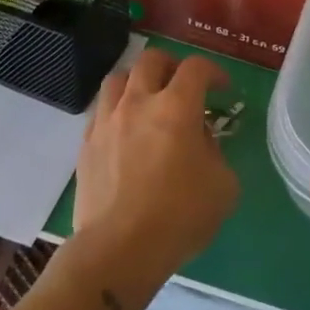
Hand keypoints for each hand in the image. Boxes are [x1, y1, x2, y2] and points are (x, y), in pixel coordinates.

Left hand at [72, 48, 239, 293]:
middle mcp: (139, 103)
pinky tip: (126, 130)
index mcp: (177, 107)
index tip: (222, 88)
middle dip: (172, 66)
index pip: (196, 68)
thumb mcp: (223, 185)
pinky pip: (101, 110)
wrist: (119, 250)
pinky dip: (117, 110)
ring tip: (148, 100)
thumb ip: (215, 151)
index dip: (214, 71)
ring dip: (138, 81)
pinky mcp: (86, 144)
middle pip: (152, 60)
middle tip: (183, 86)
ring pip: (118, 78)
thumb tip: (199, 140)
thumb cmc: (179, 216)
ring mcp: (107, 122)